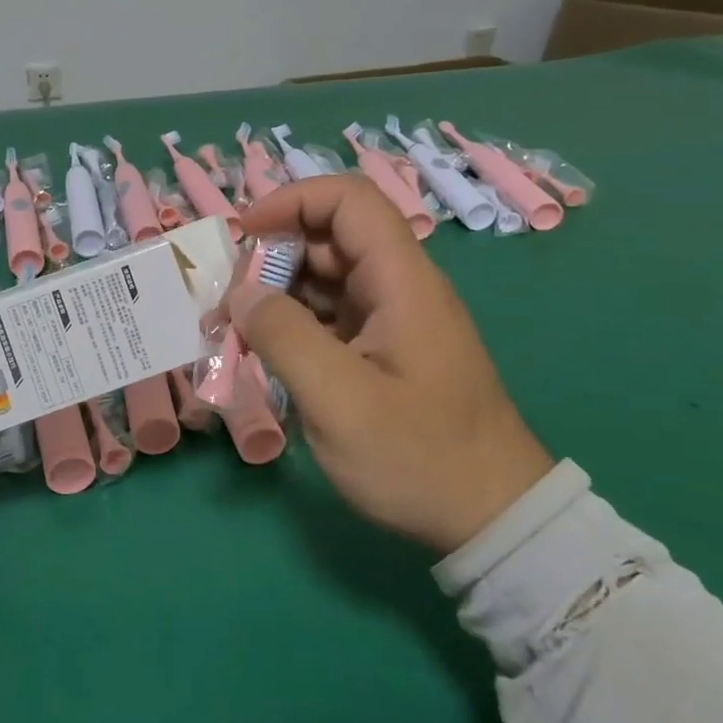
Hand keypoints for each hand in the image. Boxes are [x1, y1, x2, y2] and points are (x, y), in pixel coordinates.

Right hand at [231, 175, 552, 554]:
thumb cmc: (419, 458)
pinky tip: (265, 352)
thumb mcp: (338, 400)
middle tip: (229, 300)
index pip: (348, 200)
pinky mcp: (385, 348)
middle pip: (330, 237)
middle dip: (272, 255)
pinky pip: (331, 314)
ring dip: (277, 292)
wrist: (493, 522)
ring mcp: (393, 318)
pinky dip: (293, 322)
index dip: (292, 200)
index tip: (244, 234)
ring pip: (325, 277)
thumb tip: (242, 294)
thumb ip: (283, 336)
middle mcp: (400, 287)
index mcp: (401, 281)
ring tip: (235, 329)